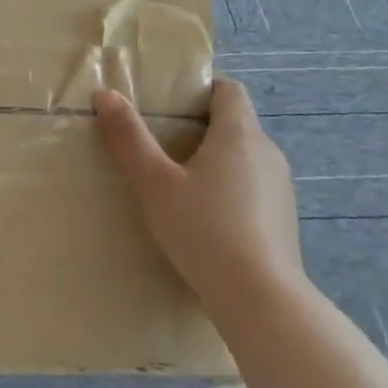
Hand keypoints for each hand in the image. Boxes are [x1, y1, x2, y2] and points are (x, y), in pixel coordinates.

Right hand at [93, 75, 303, 306]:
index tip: (168, 103)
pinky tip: (202, 217)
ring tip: (176, 181)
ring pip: (243, 156)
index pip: (228, 89)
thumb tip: (105, 94)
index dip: (200, 88)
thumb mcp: (154, 182)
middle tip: (158, 142)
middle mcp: (267, 152)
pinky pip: (251, 186)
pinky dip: (228, 188)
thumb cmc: (203, 230)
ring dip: (213, 159)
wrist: (261, 299)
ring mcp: (280, 187)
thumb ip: (129, 138)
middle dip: (198, 125)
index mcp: (239, 134)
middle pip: (234, 122)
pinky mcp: (282, 218)